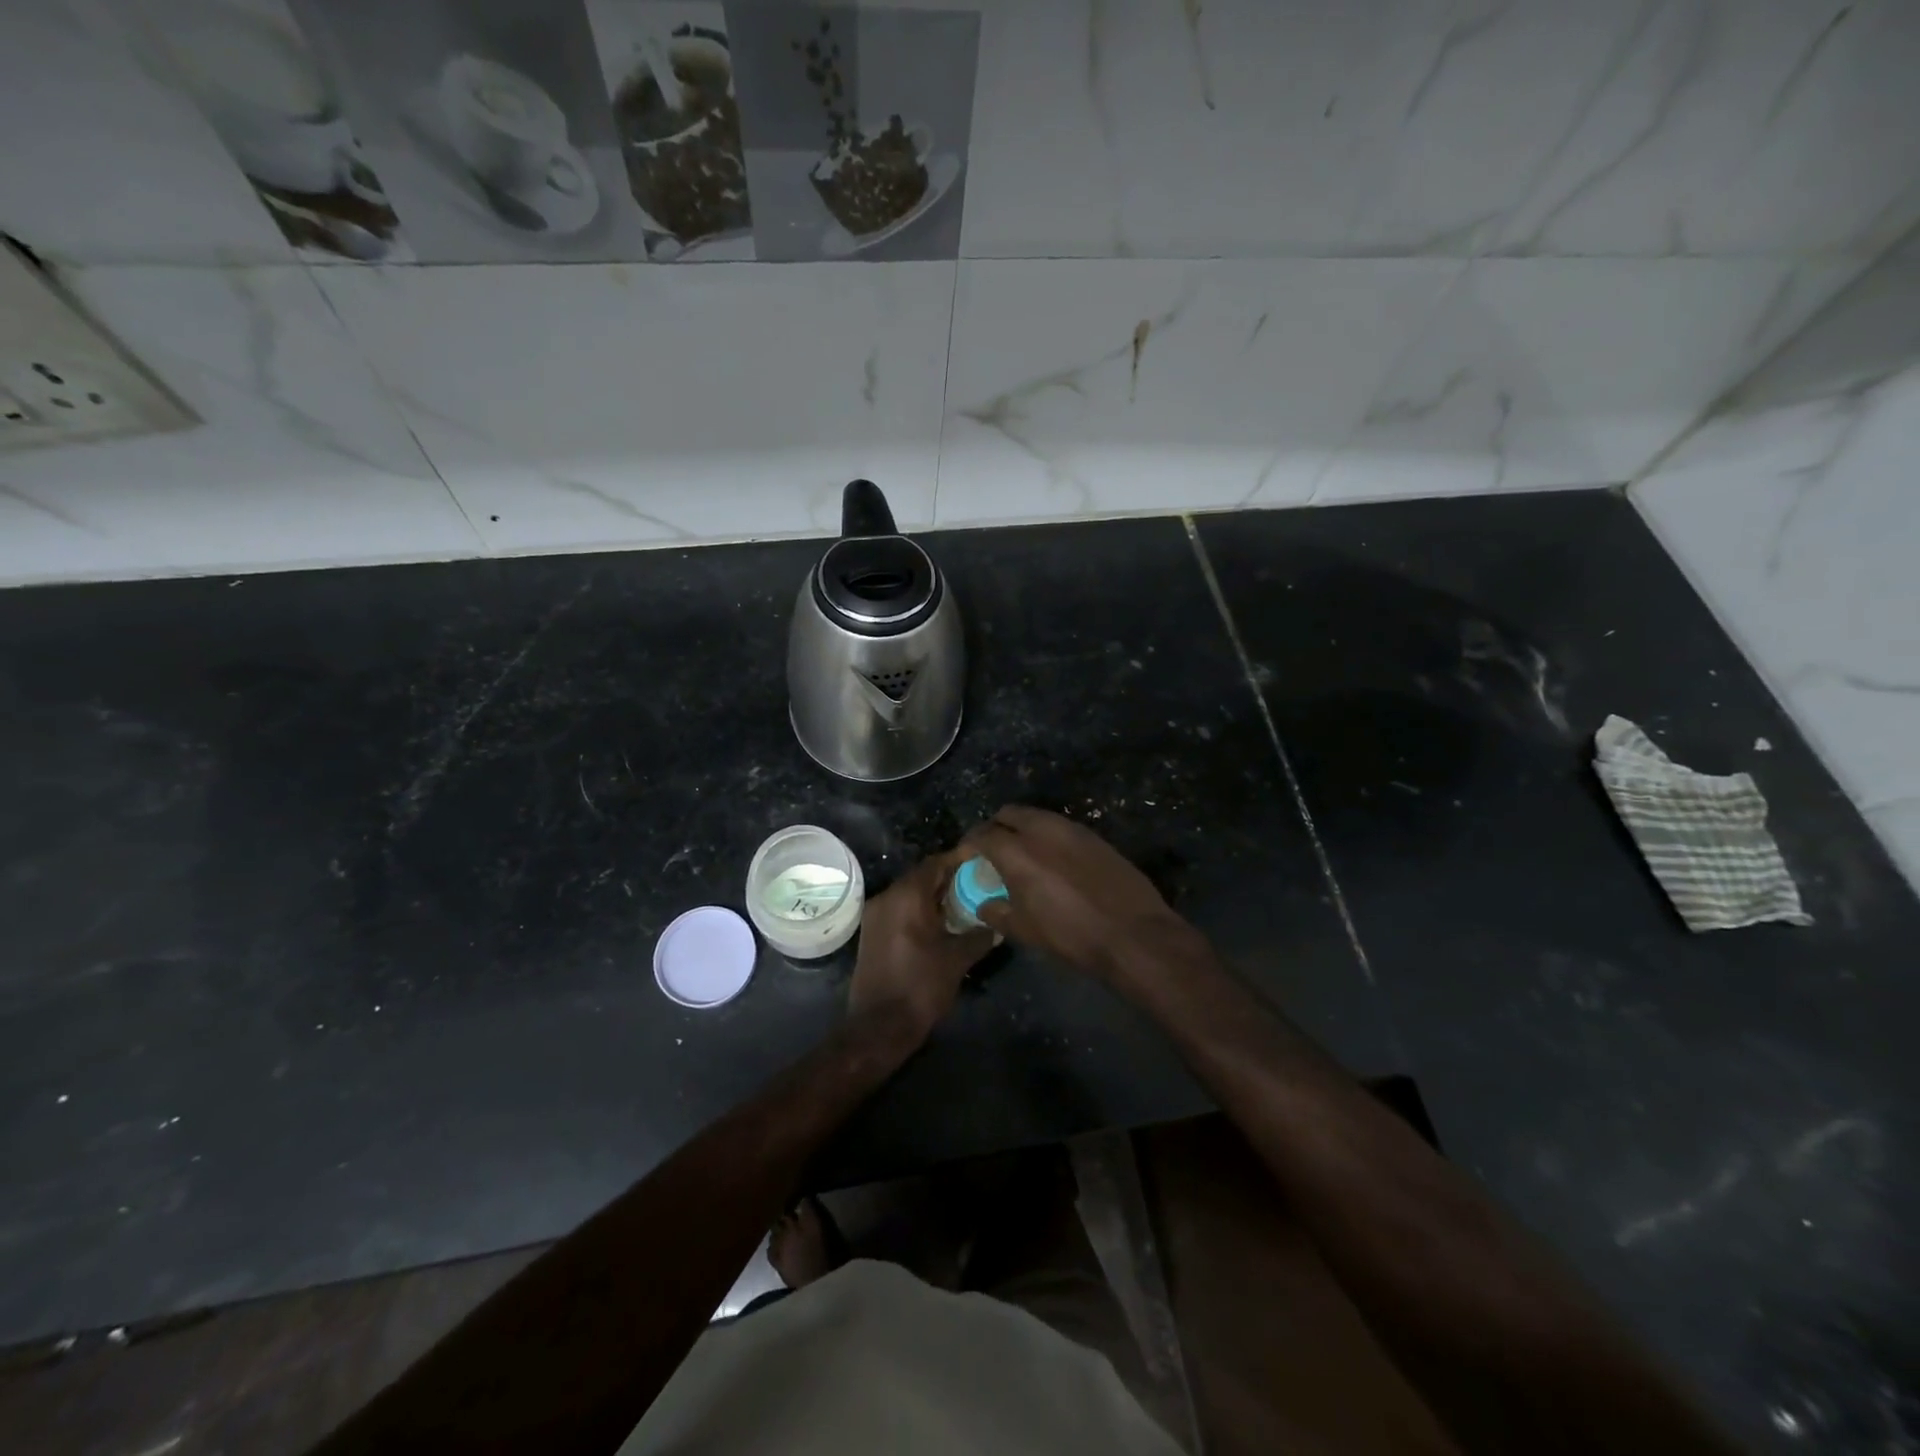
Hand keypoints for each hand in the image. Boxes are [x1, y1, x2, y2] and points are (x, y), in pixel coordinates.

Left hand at [847, 852, 996, 1041]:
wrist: (879, 1026)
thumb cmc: (921, 986)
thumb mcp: (957, 960)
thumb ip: (979, 936)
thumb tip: (998, 926)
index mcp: (907, 896)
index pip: (936, 863)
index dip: (960, 861)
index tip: (982, 862)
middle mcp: (887, 897)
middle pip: (921, 876)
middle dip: (949, 878)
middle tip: (978, 883)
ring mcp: (876, 914)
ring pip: (910, 893)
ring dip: (934, 895)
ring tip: (964, 903)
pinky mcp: (872, 932)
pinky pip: (900, 909)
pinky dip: (920, 909)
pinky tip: (941, 923)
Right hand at [960, 806, 1194, 978]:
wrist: (1132, 933)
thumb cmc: (1071, 934)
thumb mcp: (1025, 930)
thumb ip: (997, 912)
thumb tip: (985, 905)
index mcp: (1017, 850)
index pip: (982, 835)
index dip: (968, 845)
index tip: (964, 857)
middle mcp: (1041, 829)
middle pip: (1008, 814)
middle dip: (994, 828)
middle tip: (991, 851)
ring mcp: (1071, 829)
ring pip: (1036, 816)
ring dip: (1022, 829)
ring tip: (1021, 854)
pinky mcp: (1094, 836)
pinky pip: (1060, 827)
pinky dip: (1047, 836)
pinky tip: (1052, 860)